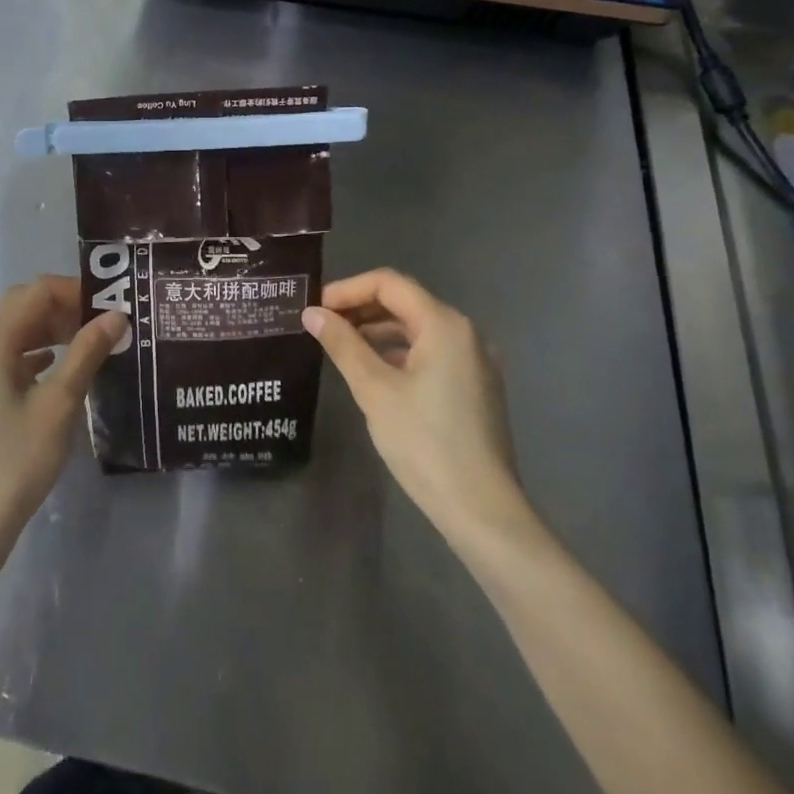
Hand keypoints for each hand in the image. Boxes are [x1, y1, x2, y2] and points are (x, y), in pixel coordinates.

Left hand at [0, 276, 125, 562]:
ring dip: (48, 330)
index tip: (108, 306)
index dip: (73, 291)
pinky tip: (56, 370)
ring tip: (87, 345)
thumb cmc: (16, 461)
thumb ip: (86, 353)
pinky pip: (3, 359)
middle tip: (101, 324)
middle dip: (62, 308)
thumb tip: (116, 315)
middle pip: (20, 308)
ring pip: (11, 334)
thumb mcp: (59, 404)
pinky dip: (32, 354)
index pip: (34, 292)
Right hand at [303, 269, 531, 548]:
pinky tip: (373, 372)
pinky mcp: (474, 387)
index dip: (348, 289)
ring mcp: (474, 361)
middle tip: (321, 325)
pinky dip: (398, 353)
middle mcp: (465, 333)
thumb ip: (343, 345)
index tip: (315, 308)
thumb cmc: (425, 443)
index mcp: (444, 325)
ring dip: (378, 331)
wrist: (482, 510)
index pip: (389, 284)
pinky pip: (431, 353)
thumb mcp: (375, 390)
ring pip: (417, 329)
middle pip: (405, 302)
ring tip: (340, 346)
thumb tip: (312, 313)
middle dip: (361, 308)